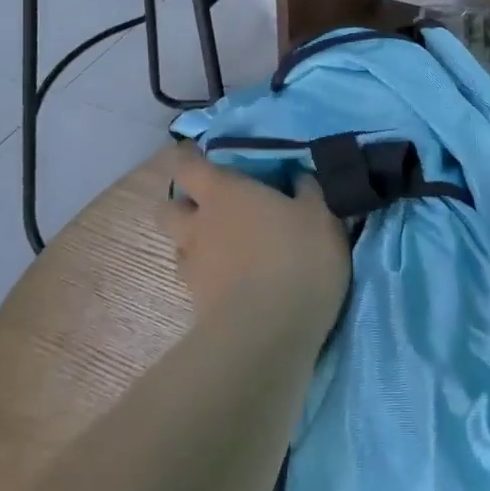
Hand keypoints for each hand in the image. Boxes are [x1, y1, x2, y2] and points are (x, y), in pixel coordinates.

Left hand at [160, 145, 351, 329]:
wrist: (269, 333)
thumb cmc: (297, 258)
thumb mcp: (322, 216)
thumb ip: (308, 191)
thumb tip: (299, 177)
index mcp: (223, 193)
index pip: (186, 166)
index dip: (189, 159)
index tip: (201, 157)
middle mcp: (198, 225)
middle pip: (167, 208)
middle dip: (182, 205)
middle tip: (211, 208)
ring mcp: (193, 268)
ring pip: (178, 247)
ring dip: (193, 244)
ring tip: (224, 250)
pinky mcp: (196, 305)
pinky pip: (194, 281)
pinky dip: (207, 278)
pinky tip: (233, 283)